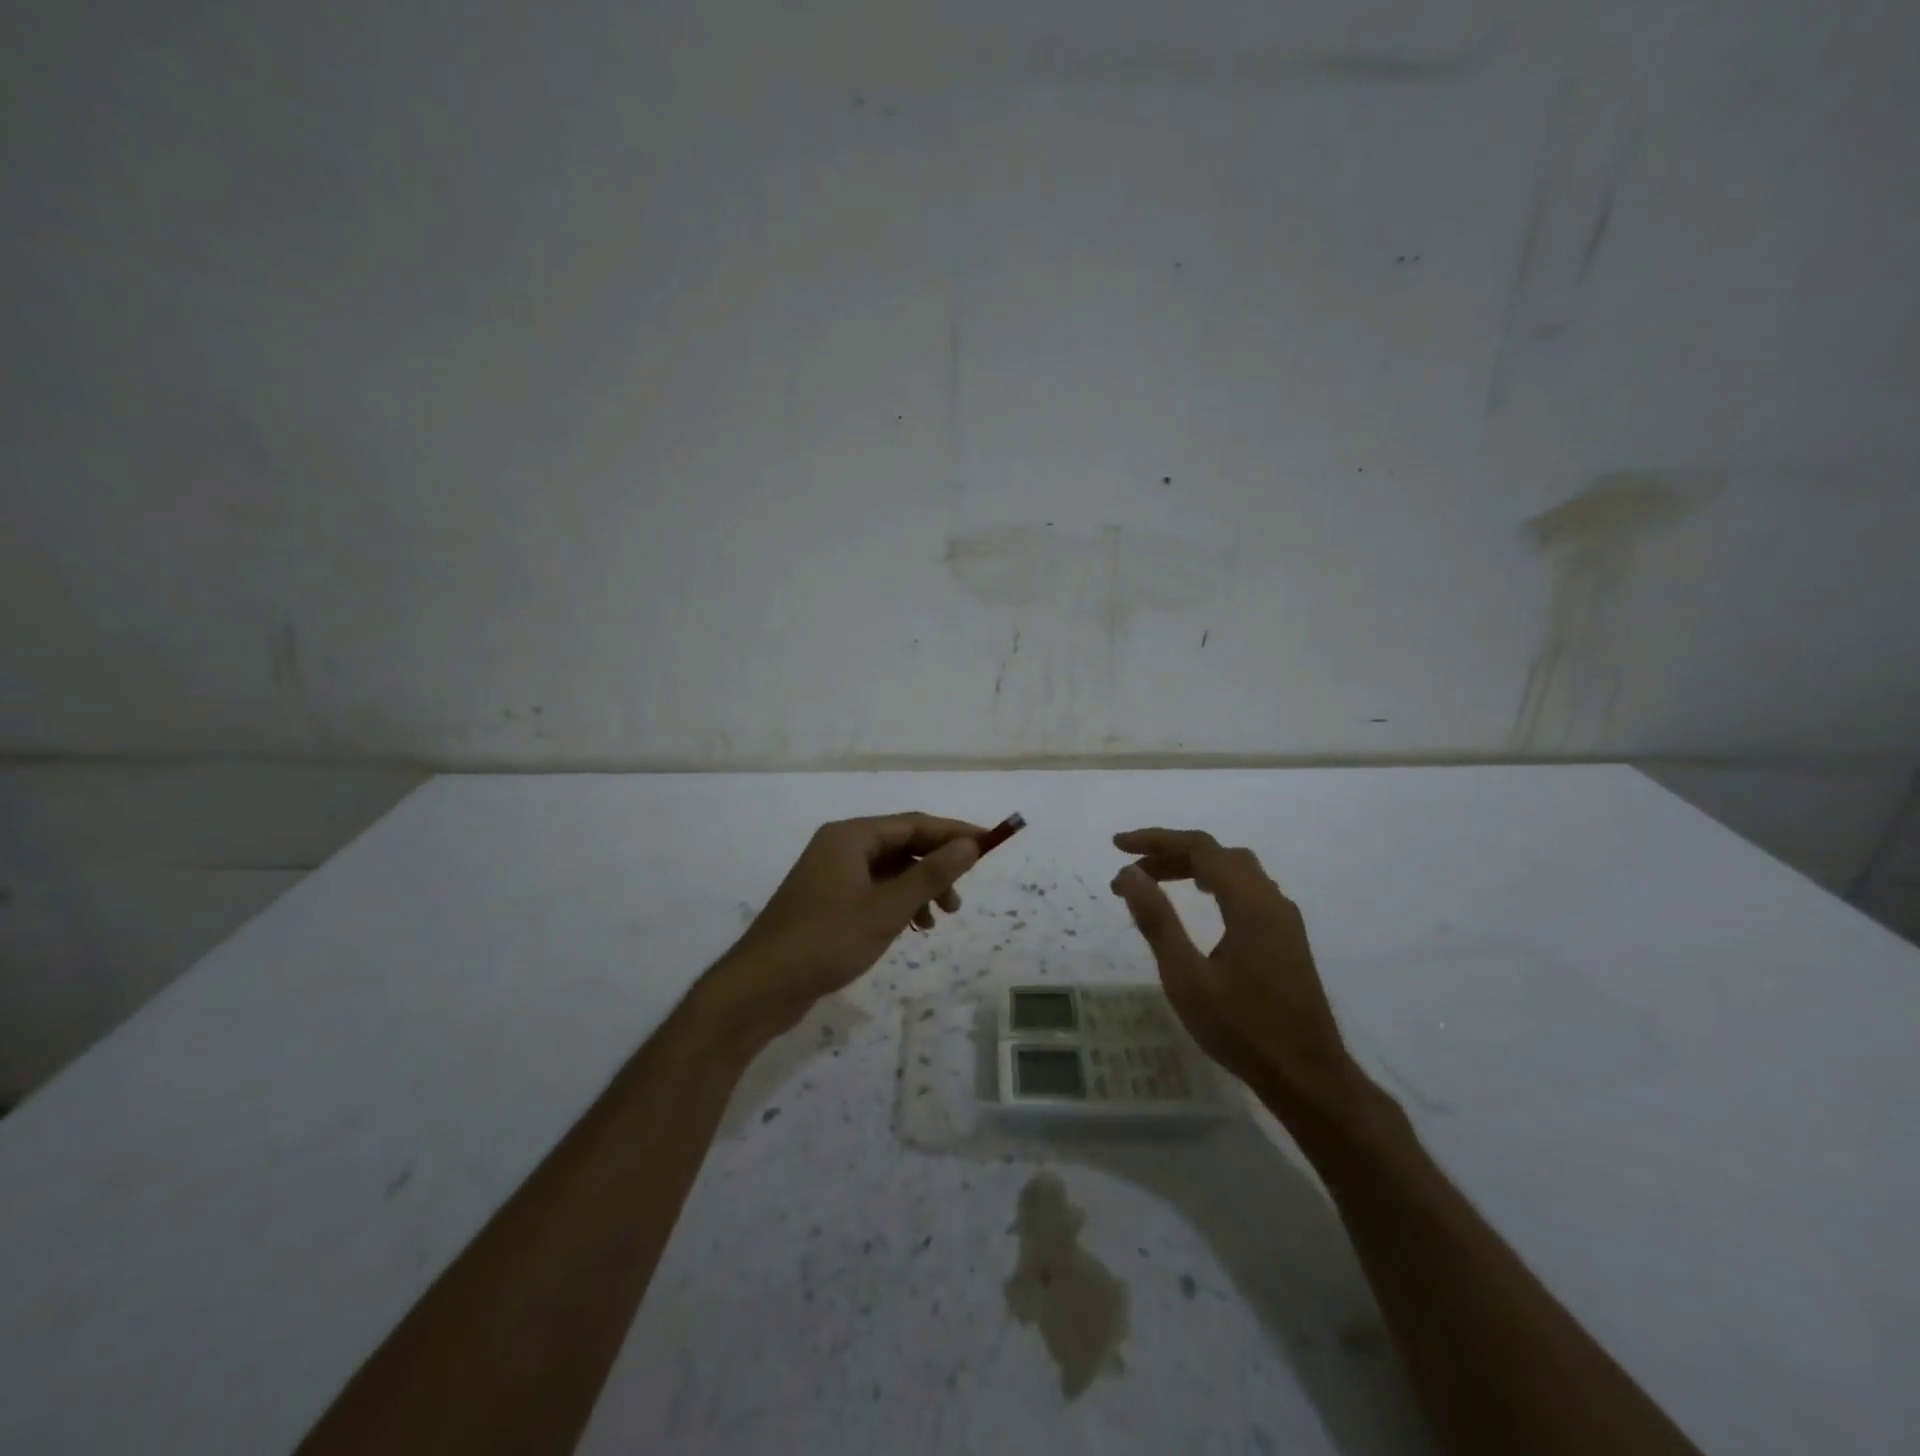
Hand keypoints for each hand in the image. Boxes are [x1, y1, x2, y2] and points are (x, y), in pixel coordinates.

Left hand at [702, 813, 984, 1039]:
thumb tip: (969, 844)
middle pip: (901, 845)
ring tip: (938, 921)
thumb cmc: (826, 941)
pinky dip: (897, 904)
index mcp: (850, 837)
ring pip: (889, 871)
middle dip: (936, 867)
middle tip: (959, 899)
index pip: (914, 824)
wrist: (760, 987)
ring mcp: (830, 875)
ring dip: (918, 889)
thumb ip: (930, 875)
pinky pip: (873, 890)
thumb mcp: (886, 909)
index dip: (954, 833)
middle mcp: (839, 847)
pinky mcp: (827, 902)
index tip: (990, 845)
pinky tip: (910, 929)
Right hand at [1110, 828, 1353, 1108]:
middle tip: (1132, 873)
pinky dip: (1215, 883)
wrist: (1307, 1077)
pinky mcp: (1287, 938)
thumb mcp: (1186, 977)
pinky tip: (1201, 905)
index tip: (1117, 847)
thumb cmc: (1242, 1027)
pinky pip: (1248, 890)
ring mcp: (1284, 919)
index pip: (1199, 847)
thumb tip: (1129, 874)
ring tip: (1157, 882)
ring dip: (1194, 867)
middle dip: (1171, 853)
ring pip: (1236, 871)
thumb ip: (1157, 920)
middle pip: (1218, 854)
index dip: (1155, 839)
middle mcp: (1271, 900)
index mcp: (1249, 902)